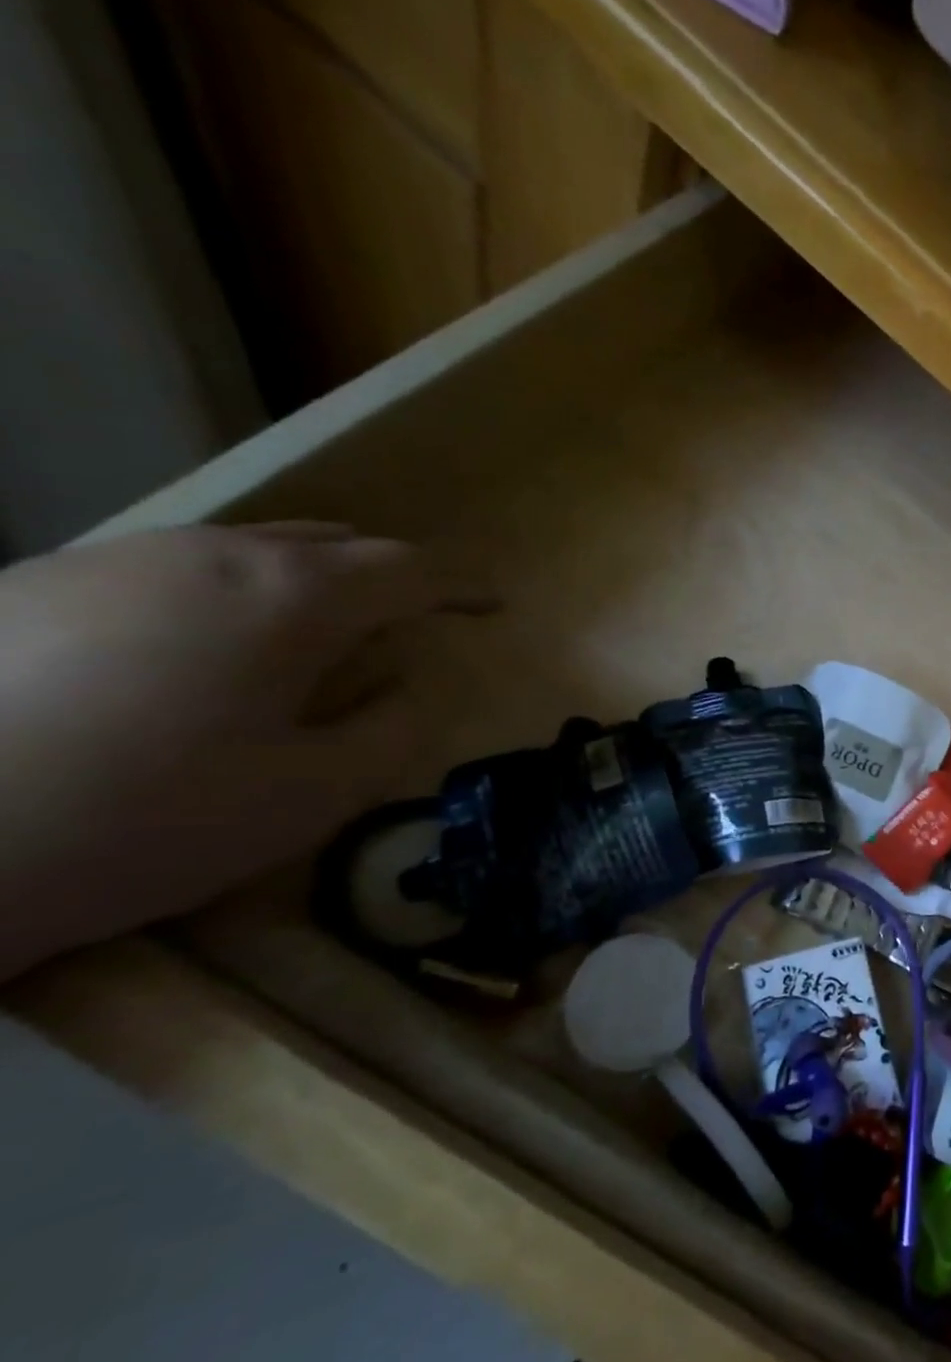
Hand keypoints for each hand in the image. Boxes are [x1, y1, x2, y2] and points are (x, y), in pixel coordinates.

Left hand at [0, 522, 478, 972]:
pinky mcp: (34, 583)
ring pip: (245, 547)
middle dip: (386, 577)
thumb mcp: (314, 793)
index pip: (408, 569)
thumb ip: (391, 727)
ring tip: (314, 636)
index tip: (493, 607)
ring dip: (305, 582)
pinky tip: (205, 653)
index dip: (462, 586)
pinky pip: (174, 568)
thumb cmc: (145, 818)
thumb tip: (407, 681)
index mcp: (288, 597)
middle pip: (329, 542)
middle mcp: (206, 554)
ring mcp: (111, 559)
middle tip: (410, 622)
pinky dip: (228, 594)